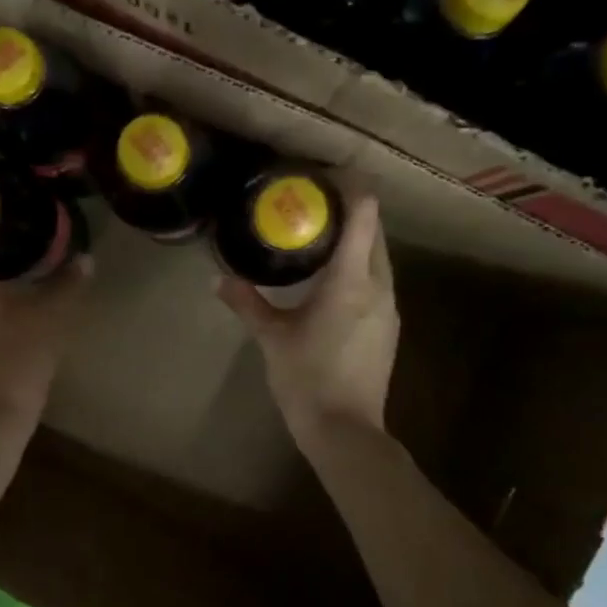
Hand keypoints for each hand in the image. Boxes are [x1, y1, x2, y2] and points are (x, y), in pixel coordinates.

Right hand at [217, 187, 396, 454]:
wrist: (345, 430)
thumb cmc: (306, 378)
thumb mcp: (271, 337)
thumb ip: (246, 303)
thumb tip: (217, 279)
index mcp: (350, 280)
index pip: (364, 215)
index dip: (351, 187)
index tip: (326, 176)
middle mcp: (378, 286)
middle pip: (375, 231)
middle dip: (351, 211)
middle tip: (314, 204)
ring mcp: (389, 308)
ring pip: (379, 257)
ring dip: (357, 240)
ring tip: (320, 237)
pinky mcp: (388, 327)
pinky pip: (378, 281)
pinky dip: (359, 267)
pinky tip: (332, 281)